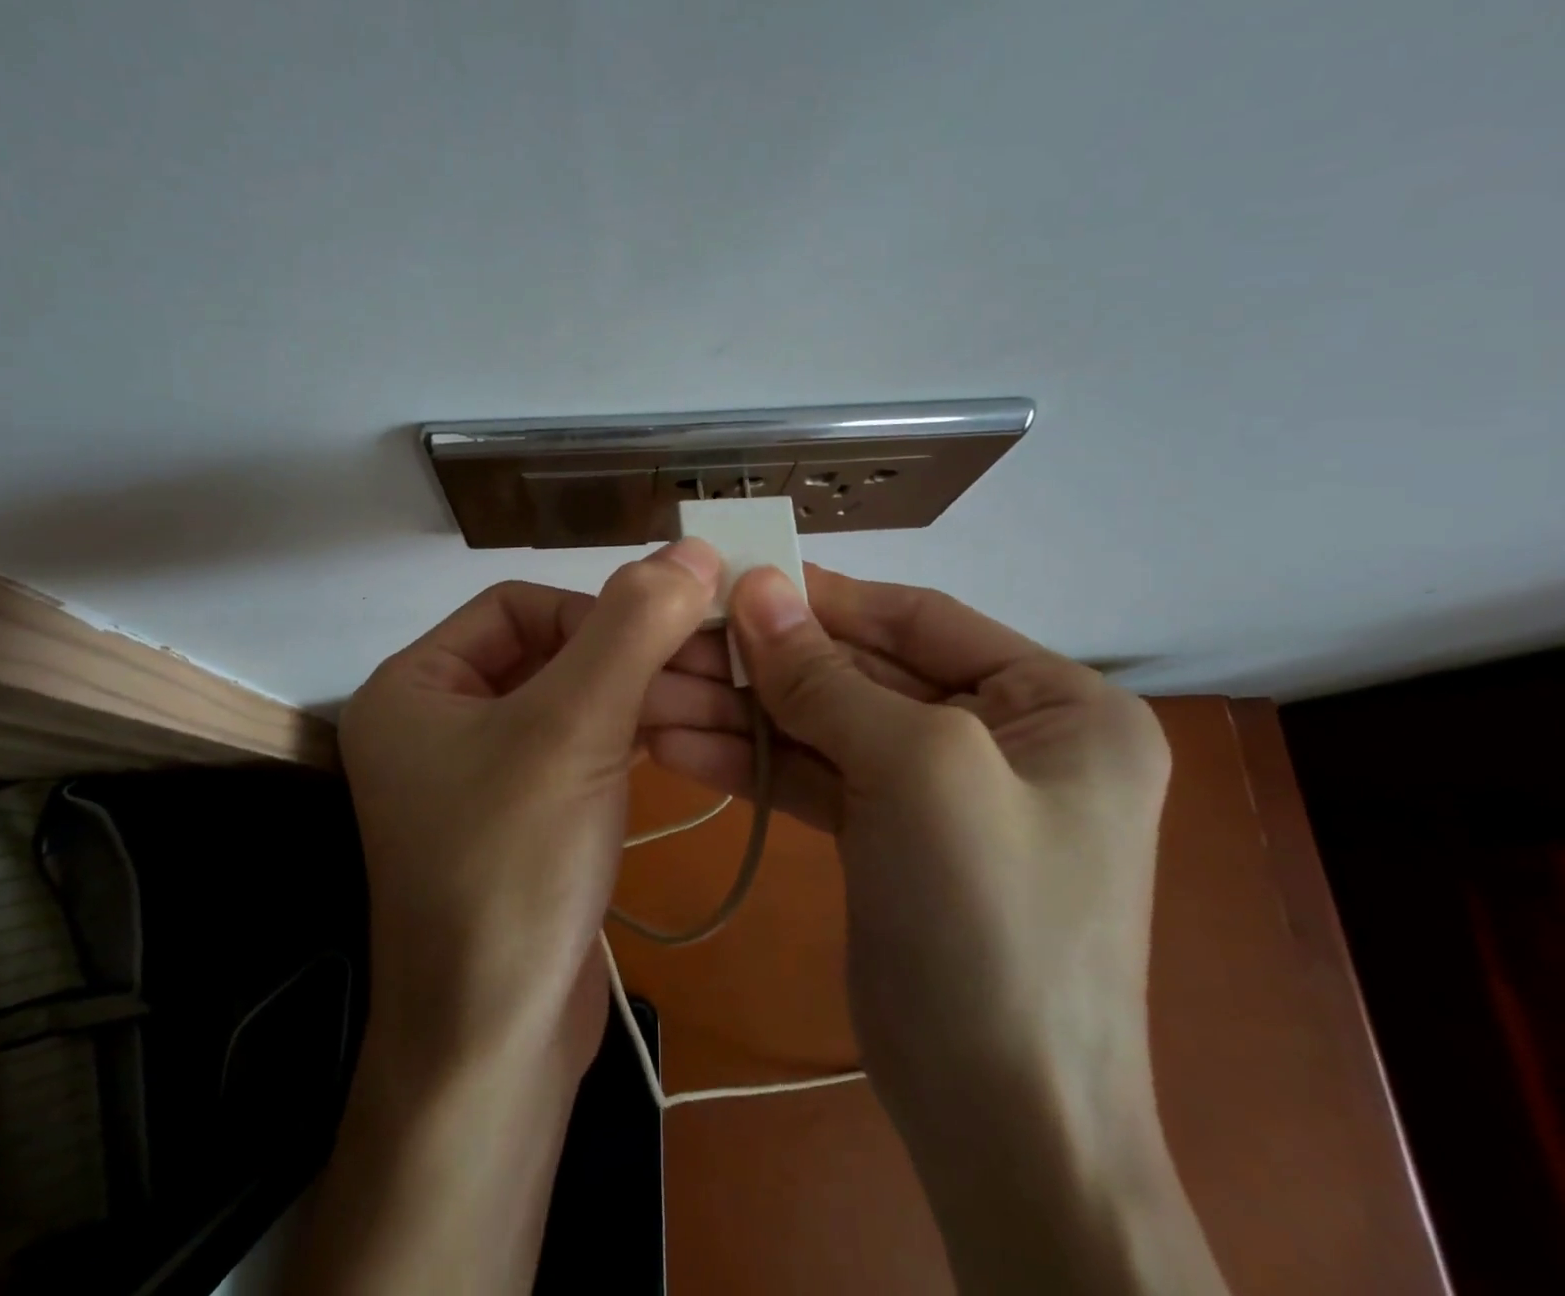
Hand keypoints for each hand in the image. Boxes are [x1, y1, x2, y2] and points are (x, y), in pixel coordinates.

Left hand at [289, 541, 720, 1294]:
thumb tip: (693, 549)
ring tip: (716, 698)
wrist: (497, 1044)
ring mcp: (479, 773)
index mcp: (414, 685)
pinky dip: (628, 735)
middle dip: (630, 655)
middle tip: (714, 662)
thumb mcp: (574, 728)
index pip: (517, 606)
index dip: (593, 611)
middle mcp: (436, 721)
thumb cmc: (514, 867)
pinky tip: (681, 734)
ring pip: (572, 701)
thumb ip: (633, 627)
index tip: (663, 637)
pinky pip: (577, 749)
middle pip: (549, 651)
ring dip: (640, 694)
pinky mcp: (520, 816)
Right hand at [650, 564, 1227, 1295]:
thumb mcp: (917, 770)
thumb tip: (758, 586)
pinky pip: (816, 776)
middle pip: (860, 672)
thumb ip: (827, 675)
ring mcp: (939, 789)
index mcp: (1056, 702)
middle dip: (764, 663)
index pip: (917, 618)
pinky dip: (751, 760)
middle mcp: (1004, 735)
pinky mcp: (889, 836)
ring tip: (652, 692)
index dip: (823, 598)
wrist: (1004, 1127)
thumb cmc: (990, 922)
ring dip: (741, 711)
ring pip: (826, 726)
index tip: (734, 581)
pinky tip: (678, 742)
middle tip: (672, 640)